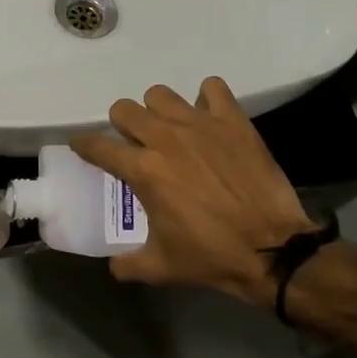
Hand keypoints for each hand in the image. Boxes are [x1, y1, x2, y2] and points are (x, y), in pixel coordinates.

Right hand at [71, 77, 319, 303]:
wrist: (274, 250)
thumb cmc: (212, 257)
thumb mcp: (161, 268)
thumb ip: (128, 264)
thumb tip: (113, 266)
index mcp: (143, 170)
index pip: (97, 146)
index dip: (84, 145)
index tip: (82, 147)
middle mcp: (164, 139)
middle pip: (124, 110)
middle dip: (122, 125)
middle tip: (135, 144)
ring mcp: (199, 125)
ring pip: (160, 95)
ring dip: (158, 110)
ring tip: (170, 130)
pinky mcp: (232, 121)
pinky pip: (213, 89)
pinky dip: (207, 98)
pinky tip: (208, 116)